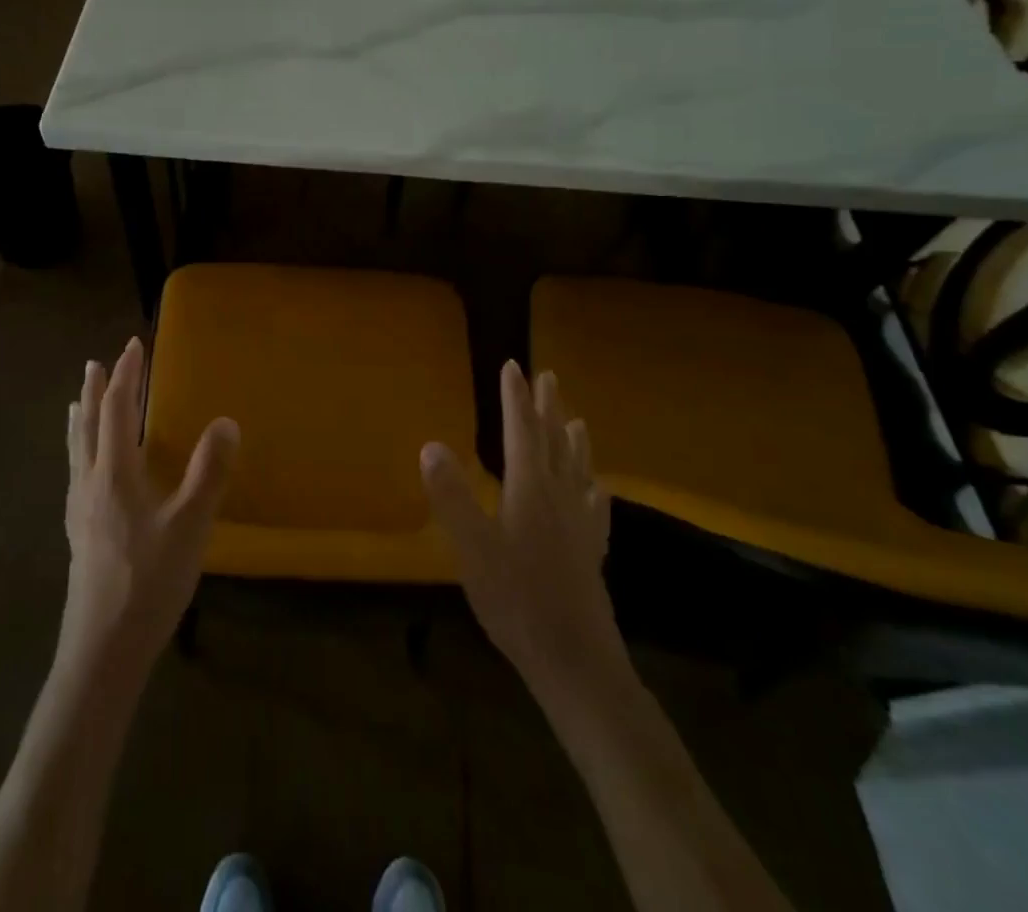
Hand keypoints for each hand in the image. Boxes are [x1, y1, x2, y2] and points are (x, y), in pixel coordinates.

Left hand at [58, 338, 237, 685]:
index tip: (133, 346)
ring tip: (76, 401)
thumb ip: (209, 472)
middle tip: (96, 363)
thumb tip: (226, 421)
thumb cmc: (149, 583)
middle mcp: (89, 483)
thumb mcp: (190, 526)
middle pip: (88, 425)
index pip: (117, 409)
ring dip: (81, 418)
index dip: (126, 376)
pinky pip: (75, 472)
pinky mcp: (78, 533)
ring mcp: (79, 510)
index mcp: (114, 474)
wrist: (102, 649)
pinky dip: (78, 449)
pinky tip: (83, 468)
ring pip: (76, 450)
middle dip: (95, 390)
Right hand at [421, 361, 623, 701]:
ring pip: (578, 469)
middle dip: (546, 407)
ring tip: (576, 420)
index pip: (521, 431)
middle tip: (547, 377)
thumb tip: (430, 444)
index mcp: (529, 489)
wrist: (576, 661)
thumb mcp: (471, 548)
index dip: (515, 398)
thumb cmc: (516, 600)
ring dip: (573, 440)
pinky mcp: (591, 552)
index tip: (513, 366)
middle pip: (553, 442)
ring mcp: (579, 525)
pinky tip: (598, 489)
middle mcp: (558, 496)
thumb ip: (451, 495)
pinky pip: (594, 507)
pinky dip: (593, 488)